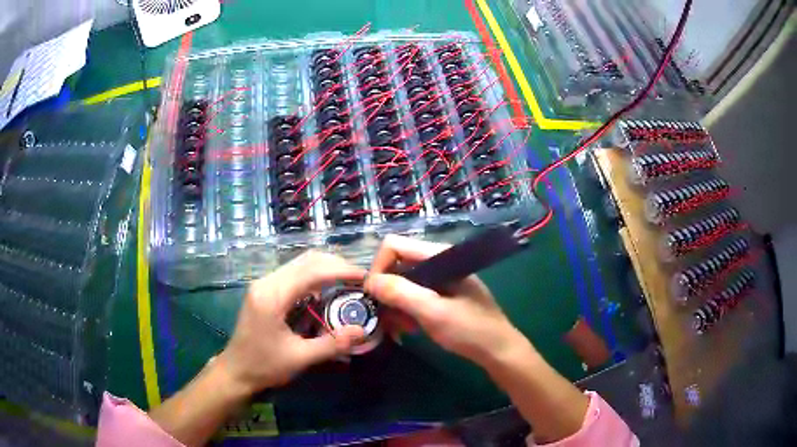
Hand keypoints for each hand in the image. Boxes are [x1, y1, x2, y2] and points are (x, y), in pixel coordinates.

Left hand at [217, 251, 365, 393]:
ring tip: (348, 282)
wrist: (235, 372)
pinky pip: (293, 274)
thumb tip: (362, 330)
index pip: (312, 271)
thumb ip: (332, 344)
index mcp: (272, 296)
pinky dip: (314, 277)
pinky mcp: (264, 291)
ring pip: (300, 264)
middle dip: (335, 265)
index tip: (365, 277)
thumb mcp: (300, 358)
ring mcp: (264, 284)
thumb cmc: (264, 366)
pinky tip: (326, 291)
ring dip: (325, 269)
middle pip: (306, 260)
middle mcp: (266, 282)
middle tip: (359, 279)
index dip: (341, 271)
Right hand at [364, 235, 526, 366]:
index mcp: (438, 256)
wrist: (498, 350)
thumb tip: (369, 281)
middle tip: (387, 319)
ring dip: (395, 306)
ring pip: (402, 283)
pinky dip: (405, 311)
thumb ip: (401, 293)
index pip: (393, 246)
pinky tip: (409, 329)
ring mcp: (439, 279)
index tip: (374, 297)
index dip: (379, 268)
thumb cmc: (470, 330)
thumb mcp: (433, 312)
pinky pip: (413, 296)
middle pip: (396, 265)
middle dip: (386, 292)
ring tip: (400, 329)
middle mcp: (437, 262)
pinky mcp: (440, 294)